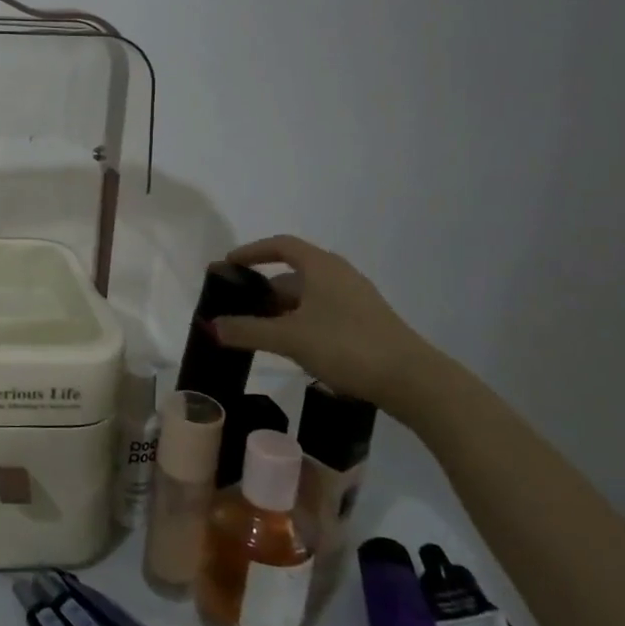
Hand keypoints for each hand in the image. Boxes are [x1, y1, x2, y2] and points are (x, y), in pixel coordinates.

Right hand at [211, 235, 447, 419]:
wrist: (413, 381)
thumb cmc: (346, 346)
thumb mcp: (289, 338)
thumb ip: (247, 330)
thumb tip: (211, 326)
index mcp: (321, 266)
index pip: (281, 245)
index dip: (252, 251)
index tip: (230, 265)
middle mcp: (339, 275)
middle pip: (293, 273)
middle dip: (264, 288)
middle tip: (238, 307)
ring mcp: (356, 300)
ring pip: (309, 296)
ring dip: (282, 309)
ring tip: (259, 330)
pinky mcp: (366, 323)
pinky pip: (323, 312)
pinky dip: (301, 321)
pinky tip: (292, 346)